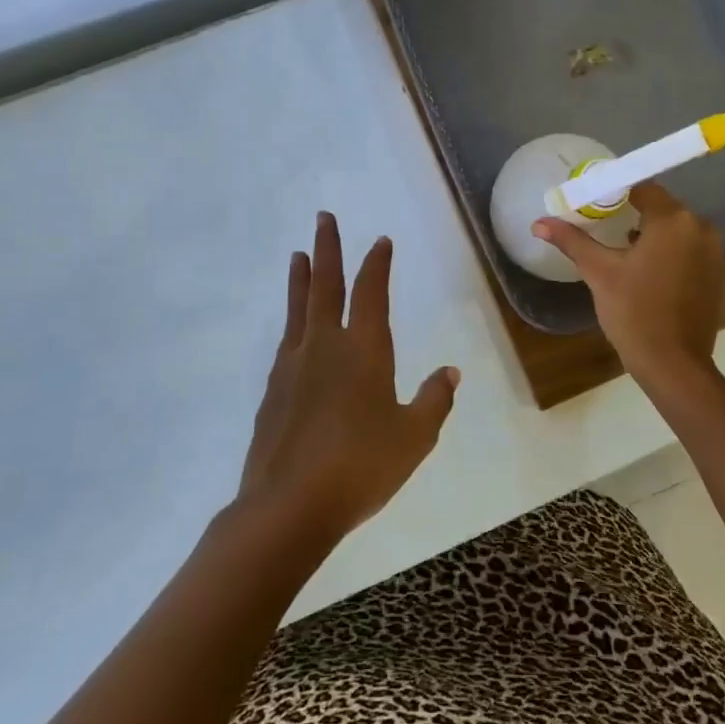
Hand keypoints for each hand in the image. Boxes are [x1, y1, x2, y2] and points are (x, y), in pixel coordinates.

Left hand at [237, 213, 459, 539]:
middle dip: (328, 248)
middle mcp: (325, 346)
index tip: (380, 241)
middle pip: (325, 284)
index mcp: (364, 350)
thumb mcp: (414, 437)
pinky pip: (286, 340)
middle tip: (324, 218)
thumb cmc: (361, 467)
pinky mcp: (273, 390)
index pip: (371, 292)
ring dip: (301, 277)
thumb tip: (451, 372)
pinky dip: (292, 319)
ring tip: (299, 254)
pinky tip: (294, 328)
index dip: (377, 263)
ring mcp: (293, 365)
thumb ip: (434, 401)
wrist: (288, 506)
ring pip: (298, 308)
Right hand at [534, 183, 724, 385]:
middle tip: (600, 223)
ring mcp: (713, 251)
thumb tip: (538, 223)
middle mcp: (700, 227)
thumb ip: (572, 240)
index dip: (614, 191)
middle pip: (660, 206)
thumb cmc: (634, 312)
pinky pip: (687, 247)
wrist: (674, 365)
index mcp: (673, 220)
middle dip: (630, 211)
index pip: (641, 187)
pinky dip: (666, 250)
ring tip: (619, 247)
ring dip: (649, 232)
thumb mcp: (599, 272)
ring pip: (674, 228)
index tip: (591, 202)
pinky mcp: (716, 272)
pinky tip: (643, 267)